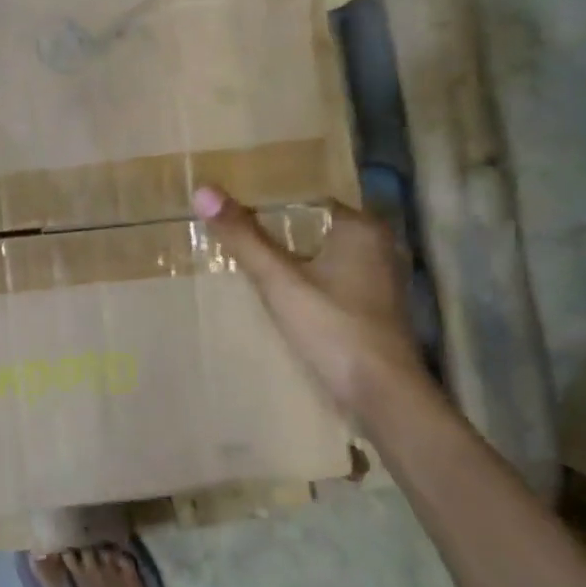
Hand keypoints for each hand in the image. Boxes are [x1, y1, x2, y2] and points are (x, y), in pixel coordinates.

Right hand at [195, 186, 426, 420]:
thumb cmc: (333, 329)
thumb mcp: (279, 281)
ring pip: (322, 257)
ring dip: (290, 260)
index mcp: (361, 228)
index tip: (231, 209)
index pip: (306, 201)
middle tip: (230, 234)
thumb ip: (244, 238)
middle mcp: (377, 246)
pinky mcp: (373, 309)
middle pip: (313, 229)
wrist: (381, 395)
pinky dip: (305, 283)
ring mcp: (378, 280)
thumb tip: (204, 191)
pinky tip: (278, 295)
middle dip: (275, 233)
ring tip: (245, 262)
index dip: (268, 203)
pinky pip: (330, 281)